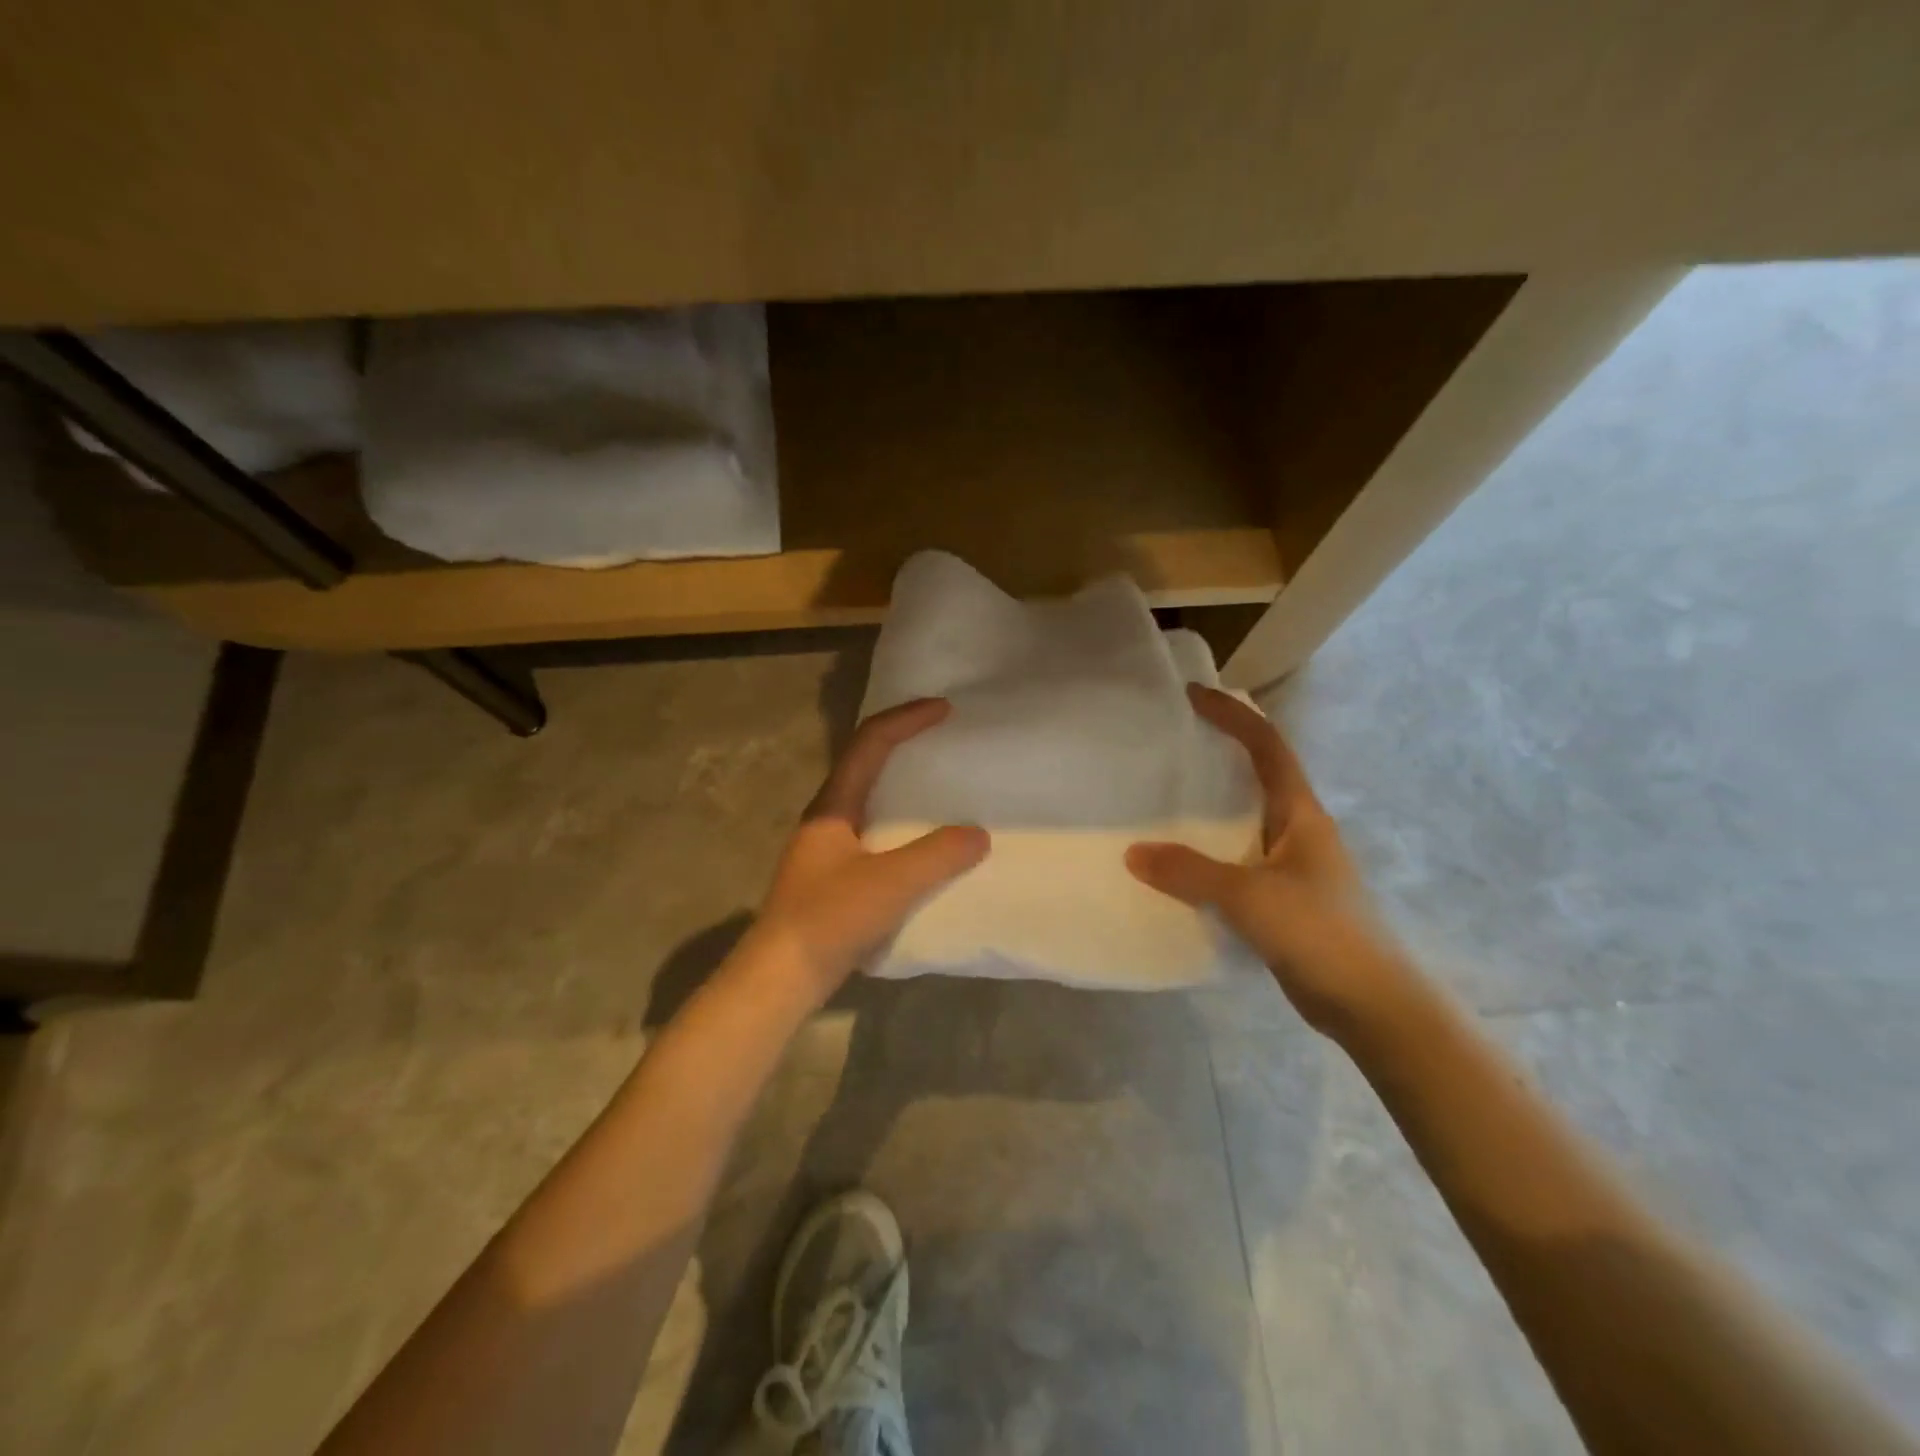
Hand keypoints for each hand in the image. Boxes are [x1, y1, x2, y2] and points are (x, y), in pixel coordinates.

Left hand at [750, 698, 988, 1004]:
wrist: (780, 977)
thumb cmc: (829, 919)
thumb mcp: (890, 883)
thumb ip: (937, 856)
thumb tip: (978, 834)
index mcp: (833, 806)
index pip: (870, 743)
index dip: (906, 719)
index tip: (944, 708)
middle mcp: (828, 818)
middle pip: (866, 764)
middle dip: (904, 744)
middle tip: (944, 740)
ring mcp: (828, 849)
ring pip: (870, 800)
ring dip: (902, 786)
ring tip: (942, 787)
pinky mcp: (835, 878)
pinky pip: (875, 834)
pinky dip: (903, 826)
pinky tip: (925, 846)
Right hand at [1126, 685, 1413, 1038]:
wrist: (1371, 1004)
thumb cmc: (1319, 933)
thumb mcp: (1249, 897)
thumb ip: (1189, 872)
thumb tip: (1133, 853)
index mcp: (1301, 814)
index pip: (1267, 747)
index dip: (1233, 715)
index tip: (1193, 696)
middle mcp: (1299, 831)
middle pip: (1258, 776)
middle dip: (1221, 753)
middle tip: (1171, 745)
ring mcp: (1293, 866)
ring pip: (1246, 821)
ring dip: (1213, 806)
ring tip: (1164, 800)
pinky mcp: (1283, 899)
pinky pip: (1238, 861)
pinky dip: (1209, 853)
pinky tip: (1180, 866)